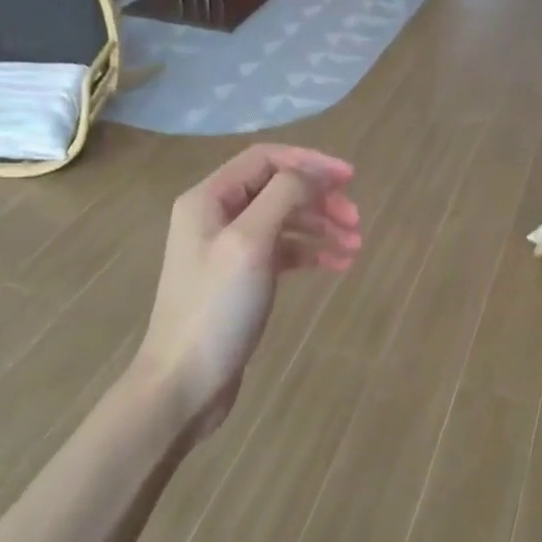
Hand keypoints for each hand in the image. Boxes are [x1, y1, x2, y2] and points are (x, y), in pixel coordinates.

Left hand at [135, 145, 360, 435]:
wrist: (184, 382)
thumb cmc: (216, 307)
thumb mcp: (251, 242)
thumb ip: (284, 196)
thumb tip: (315, 174)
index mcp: (209, 198)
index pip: (266, 159)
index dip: (311, 162)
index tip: (351, 179)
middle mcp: (216, 216)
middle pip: (278, 189)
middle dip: (320, 198)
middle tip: (357, 220)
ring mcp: (228, 249)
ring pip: (284, 220)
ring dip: (322, 226)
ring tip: (356, 246)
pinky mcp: (241, 279)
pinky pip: (283, 251)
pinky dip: (311, 252)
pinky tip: (338, 264)